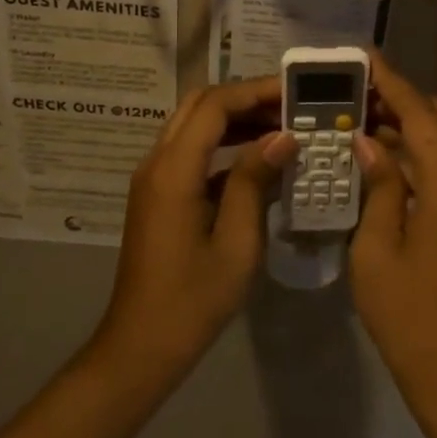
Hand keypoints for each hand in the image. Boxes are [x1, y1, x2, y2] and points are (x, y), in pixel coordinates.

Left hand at [94, 78, 296, 382]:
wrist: (142, 345)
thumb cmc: (193, 300)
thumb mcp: (237, 242)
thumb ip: (256, 181)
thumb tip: (283, 137)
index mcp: (173, 171)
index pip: (214, 105)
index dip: (255, 92)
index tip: (295, 93)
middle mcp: (156, 163)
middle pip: (199, 105)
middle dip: (245, 99)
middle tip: (290, 108)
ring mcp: (154, 179)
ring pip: (193, 126)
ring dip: (234, 120)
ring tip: (282, 129)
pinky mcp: (158, 196)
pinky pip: (191, 153)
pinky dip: (224, 146)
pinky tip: (259, 161)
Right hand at [349, 52, 436, 400]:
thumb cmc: (408, 315)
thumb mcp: (376, 250)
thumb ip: (378, 188)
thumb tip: (369, 142)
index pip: (420, 114)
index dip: (392, 82)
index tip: (363, 57)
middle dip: (403, 98)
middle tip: (357, 92)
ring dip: (413, 124)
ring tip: (365, 118)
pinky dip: (422, 151)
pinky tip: (386, 158)